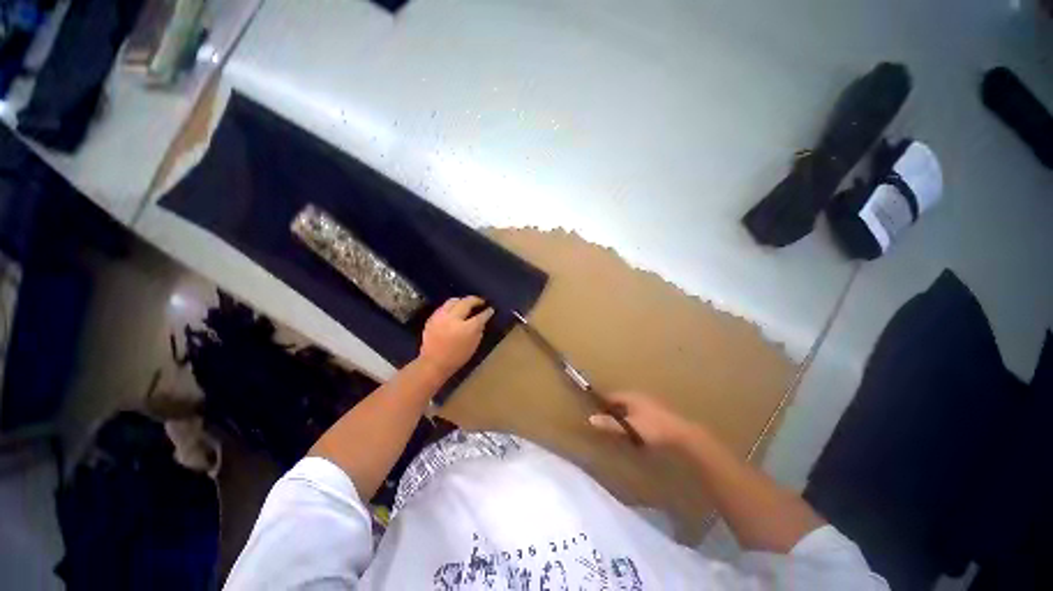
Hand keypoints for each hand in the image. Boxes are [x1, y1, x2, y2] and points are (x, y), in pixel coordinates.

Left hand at [418, 296, 493, 378]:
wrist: (433, 364)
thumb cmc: (457, 357)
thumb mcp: (473, 346)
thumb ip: (479, 331)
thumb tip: (481, 320)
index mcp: (466, 328)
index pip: (480, 316)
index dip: (487, 312)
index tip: (491, 309)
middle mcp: (453, 319)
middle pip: (466, 302)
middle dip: (475, 300)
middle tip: (481, 301)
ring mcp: (441, 317)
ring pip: (453, 301)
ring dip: (462, 301)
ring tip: (467, 303)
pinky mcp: (432, 318)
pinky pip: (443, 307)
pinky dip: (451, 306)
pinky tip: (454, 310)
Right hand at [589, 392, 697, 448]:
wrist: (682, 434)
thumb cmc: (652, 428)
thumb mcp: (629, 427)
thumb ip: (610, 423)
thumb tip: (591, 419)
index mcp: (631, 396)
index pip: (612, 396)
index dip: (603, 403)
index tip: (596, 412)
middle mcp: (639, 396)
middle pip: (621, 401)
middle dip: (613, 409)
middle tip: (606, 422)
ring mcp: (650, 404)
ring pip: (631, 407)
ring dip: (625, 415)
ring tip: (620, 428)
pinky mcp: (658, 413)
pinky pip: (640, 413)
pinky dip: (634, 419)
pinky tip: (635, 430)